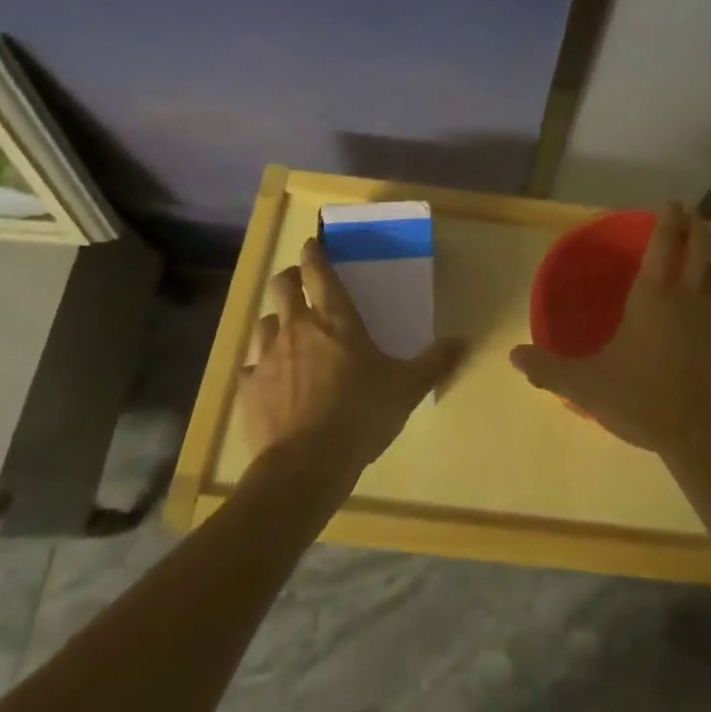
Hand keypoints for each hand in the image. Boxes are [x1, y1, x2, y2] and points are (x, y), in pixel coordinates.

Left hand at [238, 238, 464, 486]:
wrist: (305, 465)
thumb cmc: (361, 415)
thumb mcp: (407, 388)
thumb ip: (434, 362)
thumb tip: (463, 341)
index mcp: (336, 319)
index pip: (319, 272)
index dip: (314, 254)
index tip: (312, 246)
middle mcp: (297, 328)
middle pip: (282, 286)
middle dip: (289, 278)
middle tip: (298, 284)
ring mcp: (266, 357)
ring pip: (263, 322)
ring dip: (274, 321)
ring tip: (284, 333)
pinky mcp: (247, 389)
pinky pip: (249, 368)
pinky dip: (259, 369)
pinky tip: (268, 382)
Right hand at [509, 203, 710, 460]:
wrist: (705, 436)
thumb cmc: (643, 399)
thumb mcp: (586, 385)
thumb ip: (549, 369)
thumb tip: (513, 355)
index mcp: (653, 296)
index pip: (664, 244)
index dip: (669, 220)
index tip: (674, 202)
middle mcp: (690, 297)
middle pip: (703, 248)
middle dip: (700, 228)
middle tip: (696, 218)